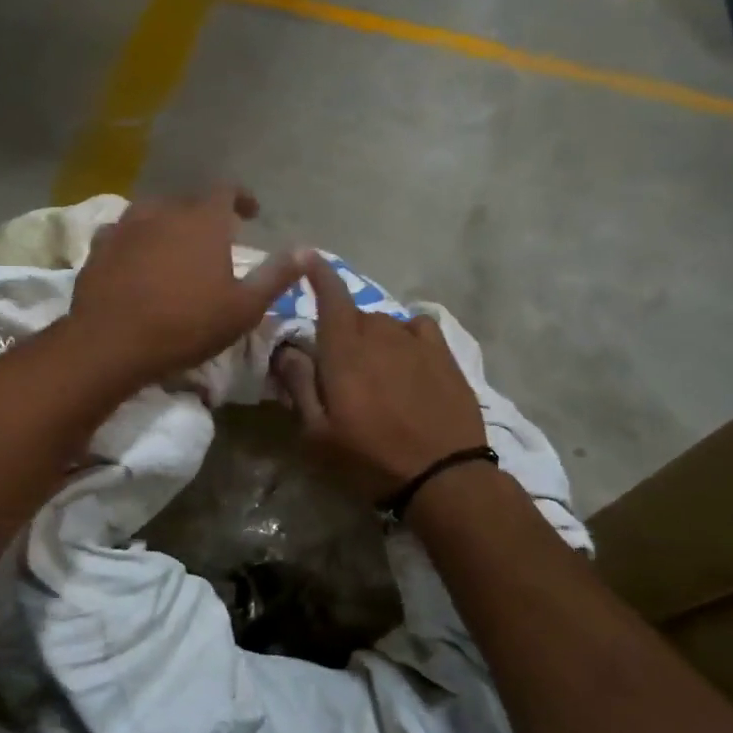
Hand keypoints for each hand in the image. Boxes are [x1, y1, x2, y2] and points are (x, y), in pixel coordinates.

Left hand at [68, 187, 302, 388]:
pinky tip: (137, 260)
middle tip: (214, 239)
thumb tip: (306, 249)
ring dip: (168, 224)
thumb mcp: (243, 308)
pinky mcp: (99, 246)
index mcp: (203, 220)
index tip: (250, 213)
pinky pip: (123, 233)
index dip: (241, 198)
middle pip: (189, 201)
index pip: (227, 190)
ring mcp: (126, 226)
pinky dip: (136, 241)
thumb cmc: (185, 325)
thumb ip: (276, 276)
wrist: (110, 342)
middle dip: (205, 215)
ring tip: (175, 247)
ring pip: (153, 213)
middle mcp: (164, 211)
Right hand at [275, 253, 487, 502]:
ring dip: (372, 337)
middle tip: (336, 364)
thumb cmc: (369, 459)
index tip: (308, 255)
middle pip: (353, 314)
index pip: (329, 296)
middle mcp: (379, 335)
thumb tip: (287, 349)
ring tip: (374, 370)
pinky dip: (405, 334)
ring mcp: (416, 343)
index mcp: (344, 351)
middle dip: (340, 329)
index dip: (317, 272)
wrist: (443, 477)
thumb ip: (299, 385)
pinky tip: (407, 357)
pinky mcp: (444, 355)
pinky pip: (418, 327)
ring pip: (384, 323)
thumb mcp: (318, 435)